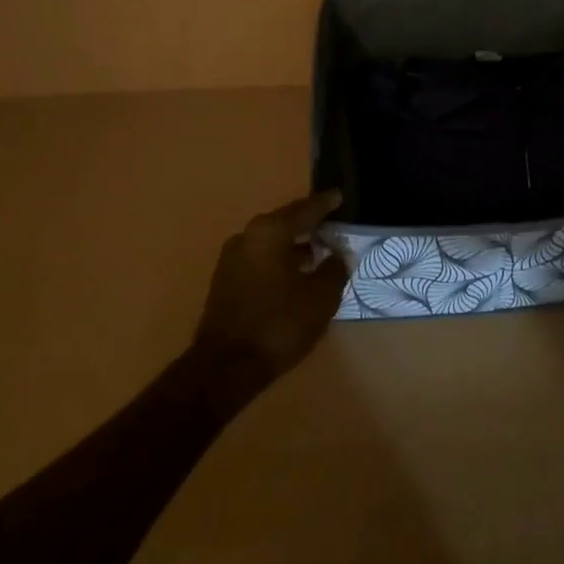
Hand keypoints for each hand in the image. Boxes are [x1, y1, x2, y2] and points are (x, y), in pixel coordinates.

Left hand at [195, 190, 346, 380]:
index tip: (339, 196)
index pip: (305, 210)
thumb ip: (334, 269)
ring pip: (271, 242)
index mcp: (270, 231)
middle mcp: (247, 236)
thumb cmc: (279, 324)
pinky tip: (295, 276)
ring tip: (318, 254)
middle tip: (332, 227)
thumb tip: (338, 255)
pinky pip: (260, 260)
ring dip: (294, 246)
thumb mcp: (320, 297)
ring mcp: (231, 259)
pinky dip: (279, 261)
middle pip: (285, 223)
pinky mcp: (225, 281)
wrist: (226, 367)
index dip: (325, 204)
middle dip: (309, 225)